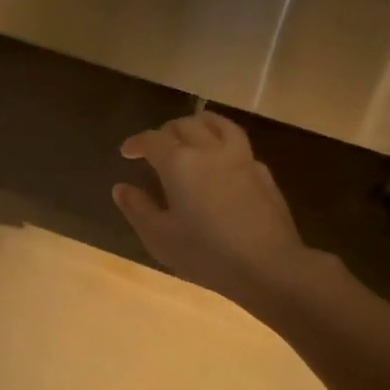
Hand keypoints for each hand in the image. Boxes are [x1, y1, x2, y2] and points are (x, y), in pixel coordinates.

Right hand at [113, 111, 327, 311]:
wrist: (269, 266)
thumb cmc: (206, 253)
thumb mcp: (160, 237)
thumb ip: (137, 209)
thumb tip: (121, 188)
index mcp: (179, 163)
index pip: (153, 139)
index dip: (137, 142)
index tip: (126, 153)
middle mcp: (210, 150)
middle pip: (185, 125)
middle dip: (165, 131)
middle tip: (155, 146)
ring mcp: (241, 159)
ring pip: (218, 124)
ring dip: (198, 123)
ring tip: (190, 132)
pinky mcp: (263, 173)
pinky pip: (239, 145)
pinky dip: (223, 144)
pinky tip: (222, 161)